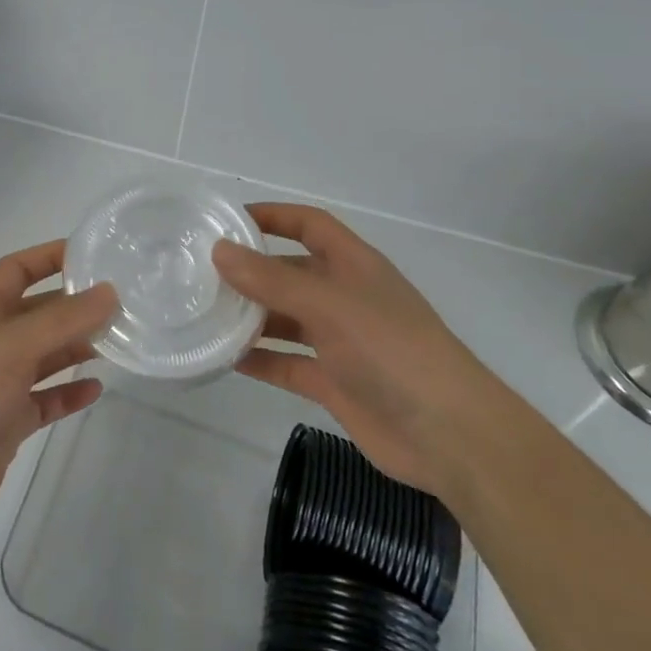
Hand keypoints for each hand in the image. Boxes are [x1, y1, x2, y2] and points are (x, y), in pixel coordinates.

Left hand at [0, 241, 114, 546]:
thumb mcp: (12, 346)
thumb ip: (63, 319)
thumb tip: (109, 292)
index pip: (18, 268)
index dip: (52, 257)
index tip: (96, 256)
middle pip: (38, 312)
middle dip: (76, 307)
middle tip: (124, 305)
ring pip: (45, 355)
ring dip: (77, 348)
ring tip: (119, 342)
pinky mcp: (6, 422)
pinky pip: (45, 399)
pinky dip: (68, 393)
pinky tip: (96, 390)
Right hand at [213, 203, 506, 498]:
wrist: (449, 434)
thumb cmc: (391, 350)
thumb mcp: (327, 304)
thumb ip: (271, 279)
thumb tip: (219, 250)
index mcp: (353, 265)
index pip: (309, 224)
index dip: (273, 216)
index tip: (228, 220)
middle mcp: (345, 296)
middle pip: (291, 272)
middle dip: (251, 271)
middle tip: (201, 275)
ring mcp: (340, 341)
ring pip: (285, 319)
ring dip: (250, 317)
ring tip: (204, 316)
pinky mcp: (334, 381)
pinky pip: (287, 362)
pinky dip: (259, 360)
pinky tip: (224, 360)